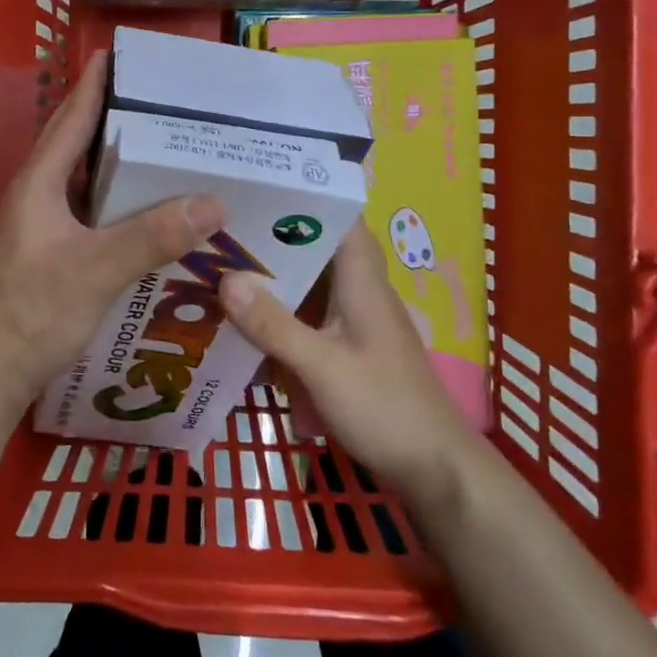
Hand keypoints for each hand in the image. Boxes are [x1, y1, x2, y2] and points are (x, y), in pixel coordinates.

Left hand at [0, 53, 224, 409]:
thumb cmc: (33, 312)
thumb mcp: (97, 269)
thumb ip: (152, 235)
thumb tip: (213, 201)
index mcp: (38, 184)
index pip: (70, 120)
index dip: (93, 85)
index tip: (117, 53)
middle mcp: (36, 197)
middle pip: (76, 145)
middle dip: (112, 119)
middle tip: (159, 103)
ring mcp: (39, 228)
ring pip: (82, 182)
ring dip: (115, 164)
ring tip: (163, 150)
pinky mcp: (47, 255)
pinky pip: (87, 214)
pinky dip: (115, 204)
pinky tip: (146, 214)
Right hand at [219, 222, 476, 499]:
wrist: (435, 468)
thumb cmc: (384, 407)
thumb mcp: (321, 366)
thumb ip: (273, 324)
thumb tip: (225, 278)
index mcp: (362, 280)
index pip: (338, 217)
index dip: (302, 197)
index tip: (255, 187)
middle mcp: (361, 290)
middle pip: (316, 248)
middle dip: (273, 238)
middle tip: (221, 228)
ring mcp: (356, 319)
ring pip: (310, 283)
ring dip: (274, 277)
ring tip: (222, 266)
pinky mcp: (350, 346)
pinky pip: (310, 316)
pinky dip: (281, 313)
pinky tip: (247, 322)